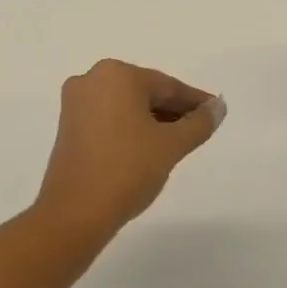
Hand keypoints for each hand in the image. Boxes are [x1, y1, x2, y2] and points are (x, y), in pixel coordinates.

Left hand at [35, 59, 224, 241]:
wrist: (74, 213)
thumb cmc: (126, 169)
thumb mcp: (171, 145)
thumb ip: (199, 123)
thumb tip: (218, 107)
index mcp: (116, 74)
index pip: (166, 86)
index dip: (194, 101)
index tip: (215, 112)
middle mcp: (92, 80)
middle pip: (145, 92)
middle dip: (173, 110)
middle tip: (200, 129)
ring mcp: (75, 104)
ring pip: (126, 106)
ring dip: (152, 121)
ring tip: (178, 142)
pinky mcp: (68, 127)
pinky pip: (109, 119)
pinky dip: (130, 129)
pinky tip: (149, 148)